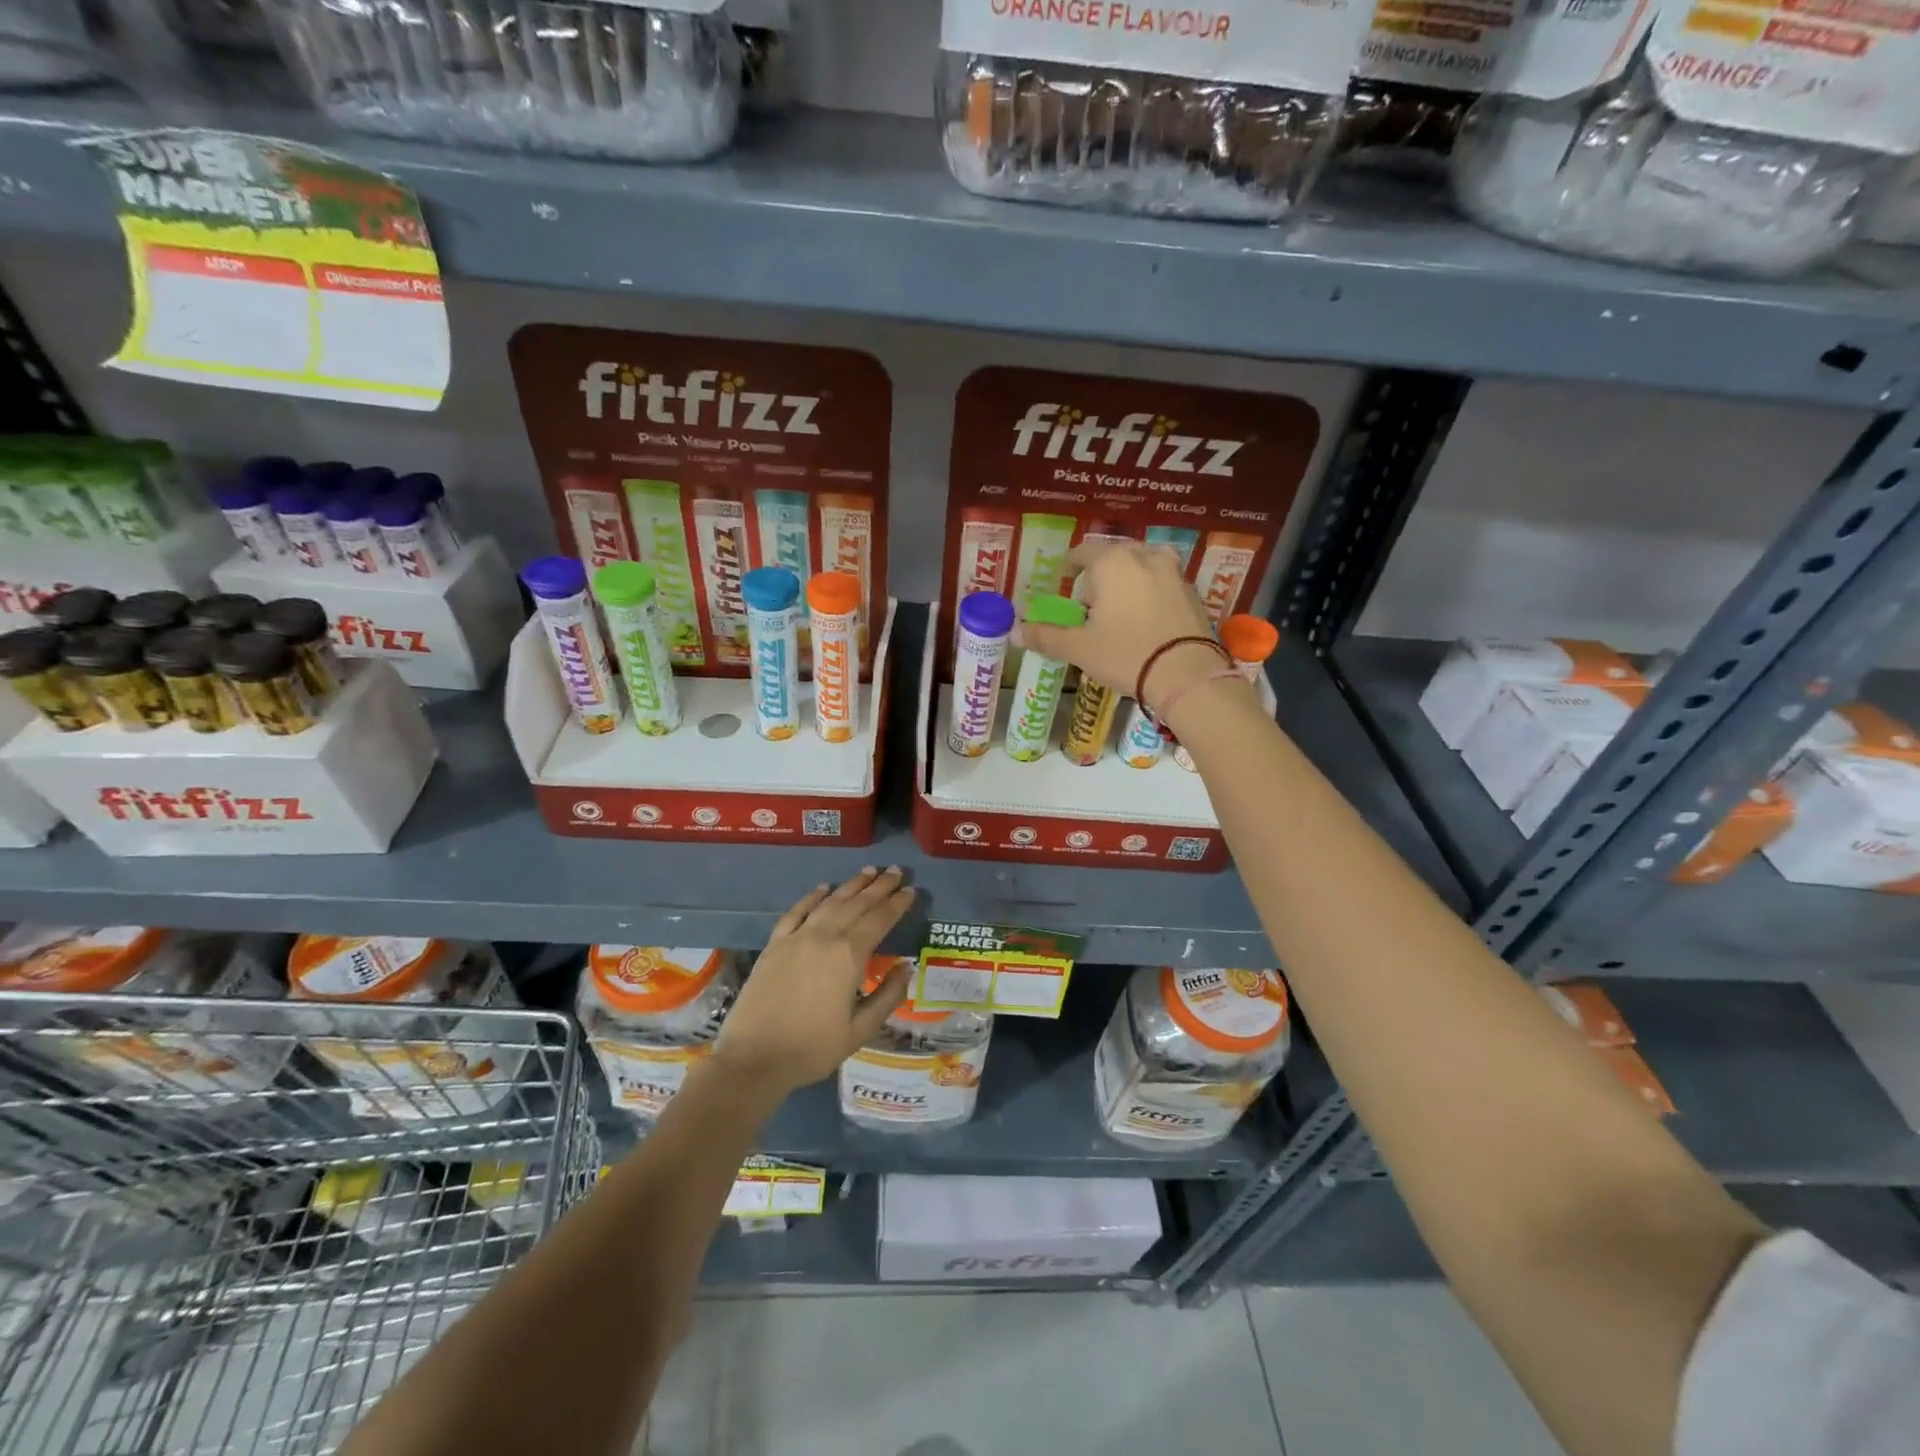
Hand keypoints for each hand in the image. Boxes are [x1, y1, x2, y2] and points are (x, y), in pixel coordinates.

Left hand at [711, 868, 915, 1094]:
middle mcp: (825, 936)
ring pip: (830, 902)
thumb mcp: (860, 1031)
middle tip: (896, 871)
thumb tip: (905, 968)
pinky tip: (822, 888)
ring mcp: (797, 937)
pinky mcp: (774, 944)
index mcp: (850, 955)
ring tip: (869, 871)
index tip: (911, 890)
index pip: (880, 919)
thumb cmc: (812, 1048)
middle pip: (857, 903)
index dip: (897, 904)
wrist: (754, 1058)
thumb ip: (887, 997)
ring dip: (851, 885)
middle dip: (879, 886)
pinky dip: (811, 897)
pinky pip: (796, 912)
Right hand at [1014, 542, 1232, 716]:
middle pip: (1115, 558)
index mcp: (1112, 562)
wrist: (1187, 675)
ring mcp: (1174, 572)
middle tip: (1091, 604)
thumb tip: (1014, 632)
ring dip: (1130, 582)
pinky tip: (1147, 620)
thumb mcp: (1079, 649)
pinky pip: (1164, 584)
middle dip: (1101, 576)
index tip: (1064, 582)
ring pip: (1143, 567)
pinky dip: (1152, 594)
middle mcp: (1144, 556)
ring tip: (1121, 609)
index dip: (1070, 568)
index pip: (1083, 554)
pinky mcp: (1193, 592)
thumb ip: (1046, 636)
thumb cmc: (1126, 655)